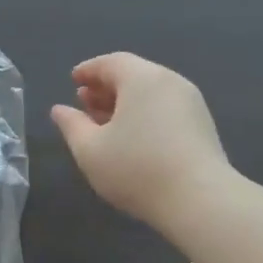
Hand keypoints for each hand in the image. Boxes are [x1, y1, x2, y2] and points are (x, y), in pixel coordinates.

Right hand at [50, 53, 231, 233]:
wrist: (200, 200)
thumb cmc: (136, 169)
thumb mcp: (90, 150)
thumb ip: (72, 125)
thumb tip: (60, 109)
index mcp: (142, 78)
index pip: (111, 62)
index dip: (89, 70)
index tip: (73, 80)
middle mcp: (170, 81)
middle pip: (133, 75)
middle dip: (106, 87)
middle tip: (84, 102)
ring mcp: (191, 103)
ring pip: (151, 93)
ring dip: (125, 102)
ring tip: (105, 123)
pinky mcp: (202, 125)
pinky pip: (166, 108)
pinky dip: (145, 113)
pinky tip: (133, 138)